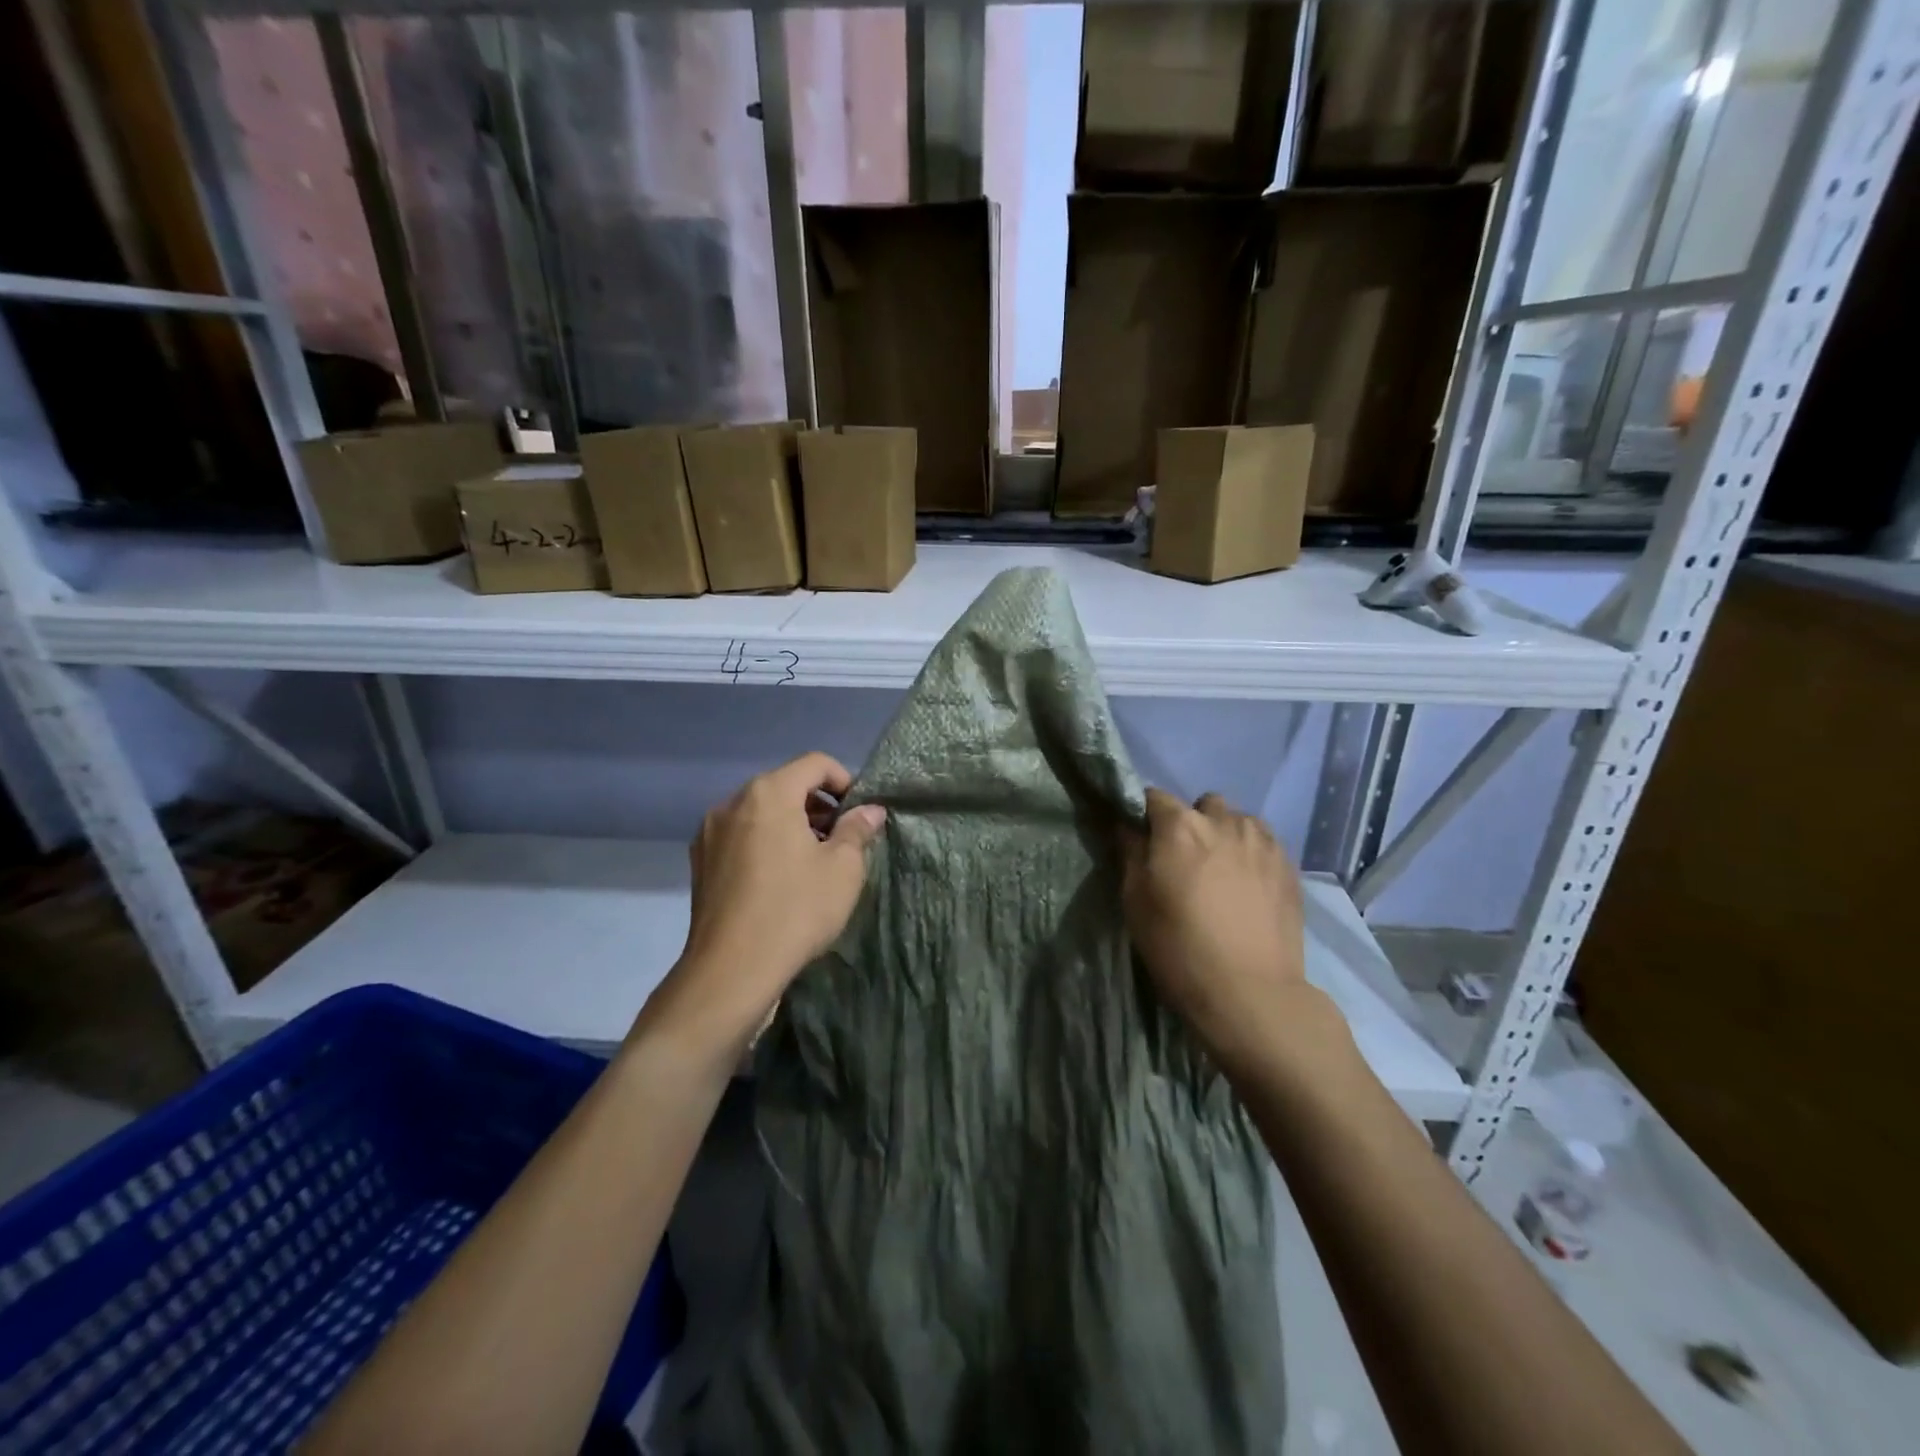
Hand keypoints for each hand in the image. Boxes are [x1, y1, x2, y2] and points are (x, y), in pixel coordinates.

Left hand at [645, 752, 885, 1055]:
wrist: (731, 970)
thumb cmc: (795, 910)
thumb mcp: (842, 869)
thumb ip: (857, 830)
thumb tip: (870, 810)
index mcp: (768, 793)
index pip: (814, 764)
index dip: (844, 780)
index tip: (859, 813)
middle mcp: (732, 802)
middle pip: (785, 785)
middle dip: (818, 805)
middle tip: (842, 838)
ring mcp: (710, 832)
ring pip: (761, 812)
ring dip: (791, 824)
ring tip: (813, 860)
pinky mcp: (700, 862)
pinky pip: (741, 836)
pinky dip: (765, 842)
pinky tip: (780, 878)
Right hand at [1121, 789, 1316, 1068]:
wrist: (1251, 993)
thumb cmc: (1179, 948)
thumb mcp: (1135, 902)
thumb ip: (1131, 854)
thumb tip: (1128, 828)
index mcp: (1180, 826)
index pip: (1153, 797)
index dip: (1145, 816)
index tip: (1143, 839)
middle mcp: (1223, 821)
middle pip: (1202, 804)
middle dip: (1191, 822)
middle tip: (1186, 860)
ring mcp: (1262, 841)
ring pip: (1238, 820)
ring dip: (1225, 834)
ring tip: (1223, 871)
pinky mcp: (1289, 865)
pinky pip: (1264, 842)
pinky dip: (1252, 853)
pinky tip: (1249, 886)